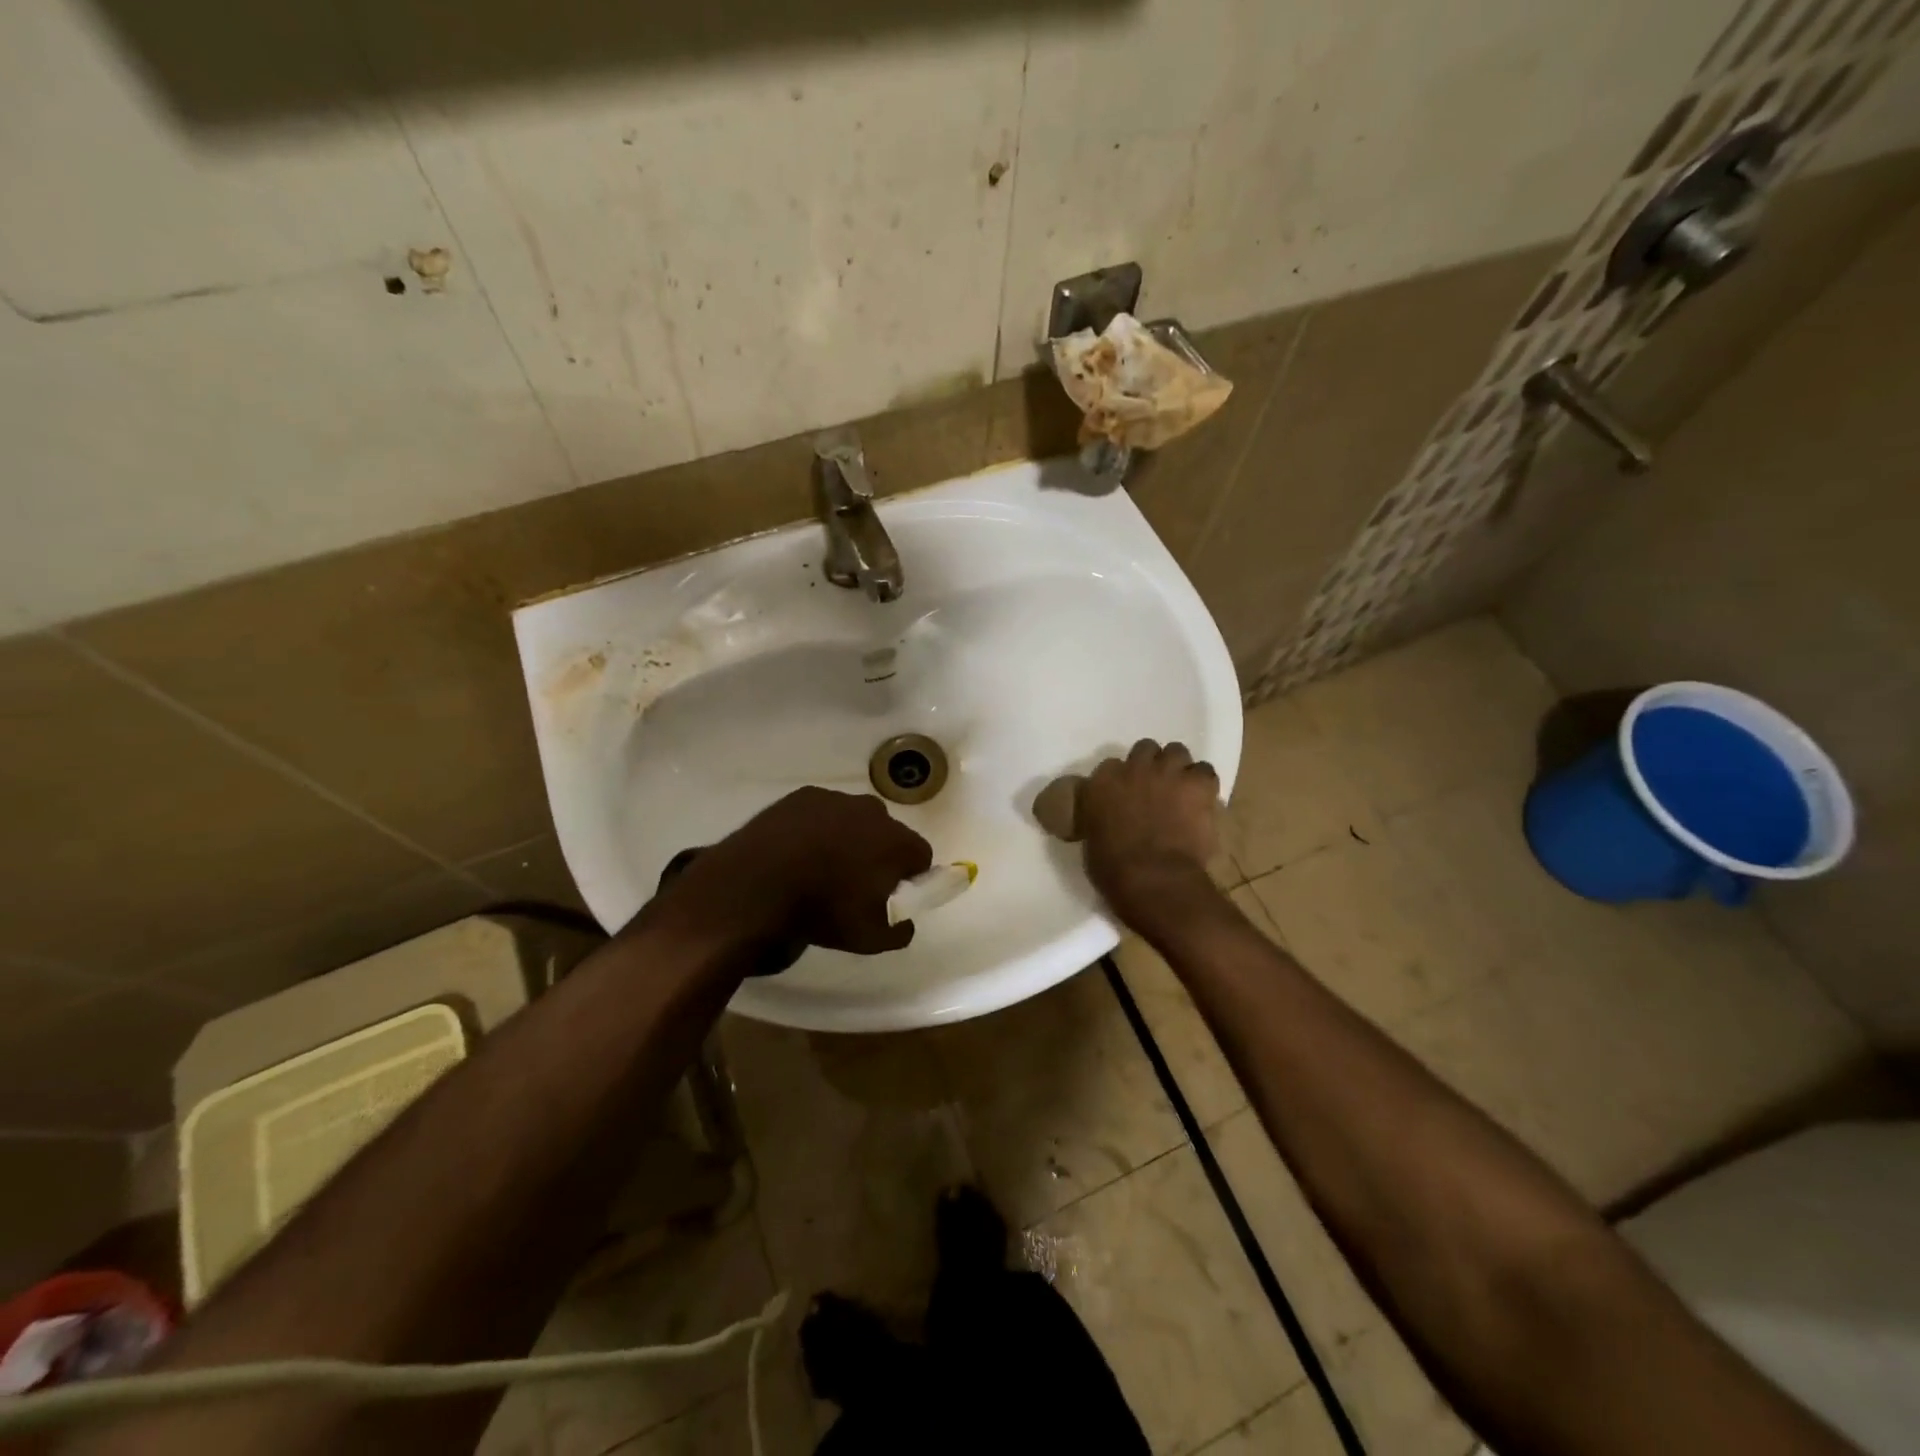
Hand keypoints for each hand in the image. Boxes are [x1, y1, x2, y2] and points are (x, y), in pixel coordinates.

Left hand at [670, 786, 932, 955]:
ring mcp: (837, 800)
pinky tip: (796, 852)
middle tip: (855, 884)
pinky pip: (821, 813)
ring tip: (820, 868)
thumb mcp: (869, 939)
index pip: (921, 856)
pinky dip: (816, 829)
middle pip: (888, 833)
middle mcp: (874, 812)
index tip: (891, 895)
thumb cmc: (822, 910)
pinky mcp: (803, 796)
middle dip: (878, 854)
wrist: (755, 885)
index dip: (910, 877)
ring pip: (854, 820)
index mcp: (897, 842)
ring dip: (847, 839)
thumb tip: (905, 922)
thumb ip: (899, 931)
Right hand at [1080, 739, 1220, 927]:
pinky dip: (1203, 783)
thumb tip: (1107, 818)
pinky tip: (1201, 798)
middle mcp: (1134, 767)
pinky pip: (1205, 770)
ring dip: (1177, 767)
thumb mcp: (1092, 838)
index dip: (1121, 780)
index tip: (1125, 795)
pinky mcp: (1198, 784)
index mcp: (1103, 782)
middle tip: (1154, 787)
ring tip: (1181, 788)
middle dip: (1150, 765)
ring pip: (1176, 751)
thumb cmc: (1114, 868)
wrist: (1154, 879)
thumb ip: (1099, 817)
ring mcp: (1168, 772)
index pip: (1110, 767)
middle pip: (1145, 749)